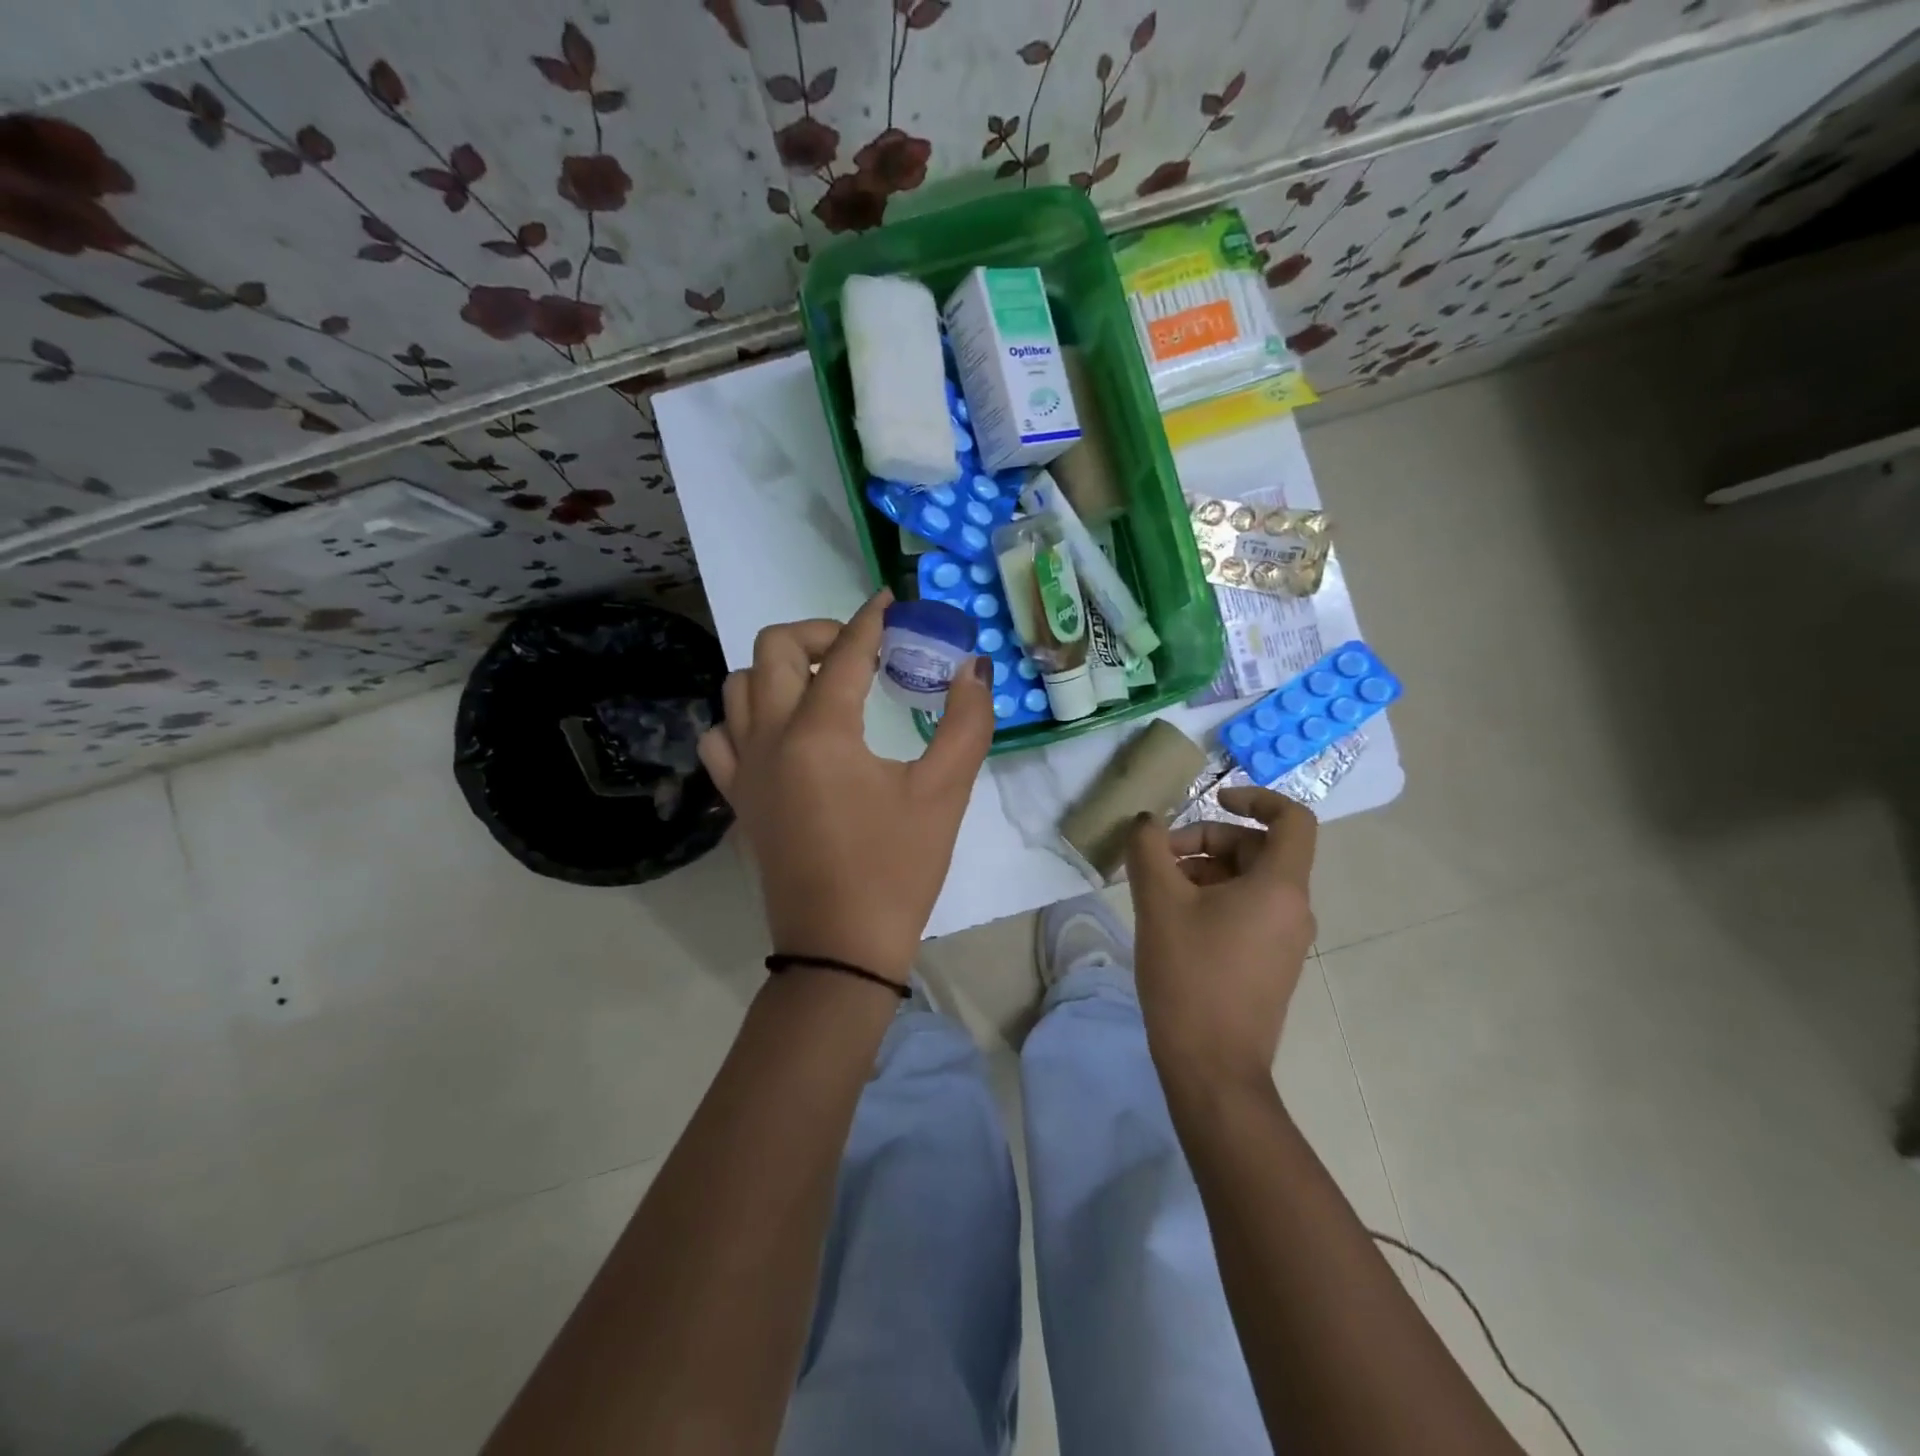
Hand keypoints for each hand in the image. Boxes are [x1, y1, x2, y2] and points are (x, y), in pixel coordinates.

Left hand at [697, 592, 994, 983]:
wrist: (840, 948)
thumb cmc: (897, 869)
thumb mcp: (945, 794)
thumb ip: (966, 723)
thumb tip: (973, 670)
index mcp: (820, 731)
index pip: (844, 653)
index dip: (870, 621)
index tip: (887, 602)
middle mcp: (770, 737)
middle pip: (771, 649)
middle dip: (815, 633)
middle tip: (855, 650)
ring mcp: (745, 769)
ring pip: (737, 687)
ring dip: (774, 670)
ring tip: (817, 686)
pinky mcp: (738, 799)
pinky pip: (722, 737)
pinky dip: (746, 718)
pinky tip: (781, 735)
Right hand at [1124, 786, 1318, 1086]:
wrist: (1212, 1068)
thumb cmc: (1190, 977)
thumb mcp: (1159, 903)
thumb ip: (1150, 850)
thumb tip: (1147, 823)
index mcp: (1280, 887)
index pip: (1292, 819)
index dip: (1255, 797)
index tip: (1212, 799)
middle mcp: (1294, 908)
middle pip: (1259, 848)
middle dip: (1207, 840)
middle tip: (1159, 857)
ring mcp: (1285, 939)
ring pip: (1250, 880)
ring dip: (1204, 870)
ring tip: (1158, 889)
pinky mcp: (1270, 963)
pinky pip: (1248, 910)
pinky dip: (1214, 898)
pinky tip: (1172, 919)